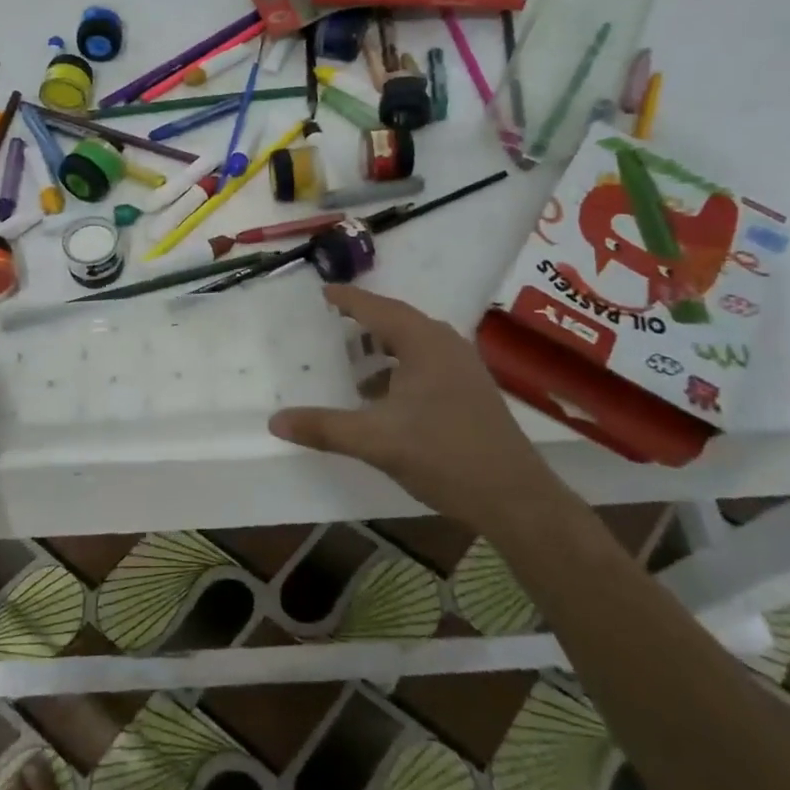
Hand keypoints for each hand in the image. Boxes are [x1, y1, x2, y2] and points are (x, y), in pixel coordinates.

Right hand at [269, 285, 547, 531]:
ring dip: (382, 349)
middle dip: (364, 322)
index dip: (348, 300)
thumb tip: (275, 421)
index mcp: (424, 343)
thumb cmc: (444, 455)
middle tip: (332, 325)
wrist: (514, 497)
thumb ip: (324, 428)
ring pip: (414, 345)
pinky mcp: (471, 390)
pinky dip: (399, 369)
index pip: (378, 308)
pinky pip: (426, 364)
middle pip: (398, 322)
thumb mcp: (376, 441)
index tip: (323, 292)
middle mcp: (446, 344)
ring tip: (352, 364)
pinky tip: (382, 398)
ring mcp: (463, 368)